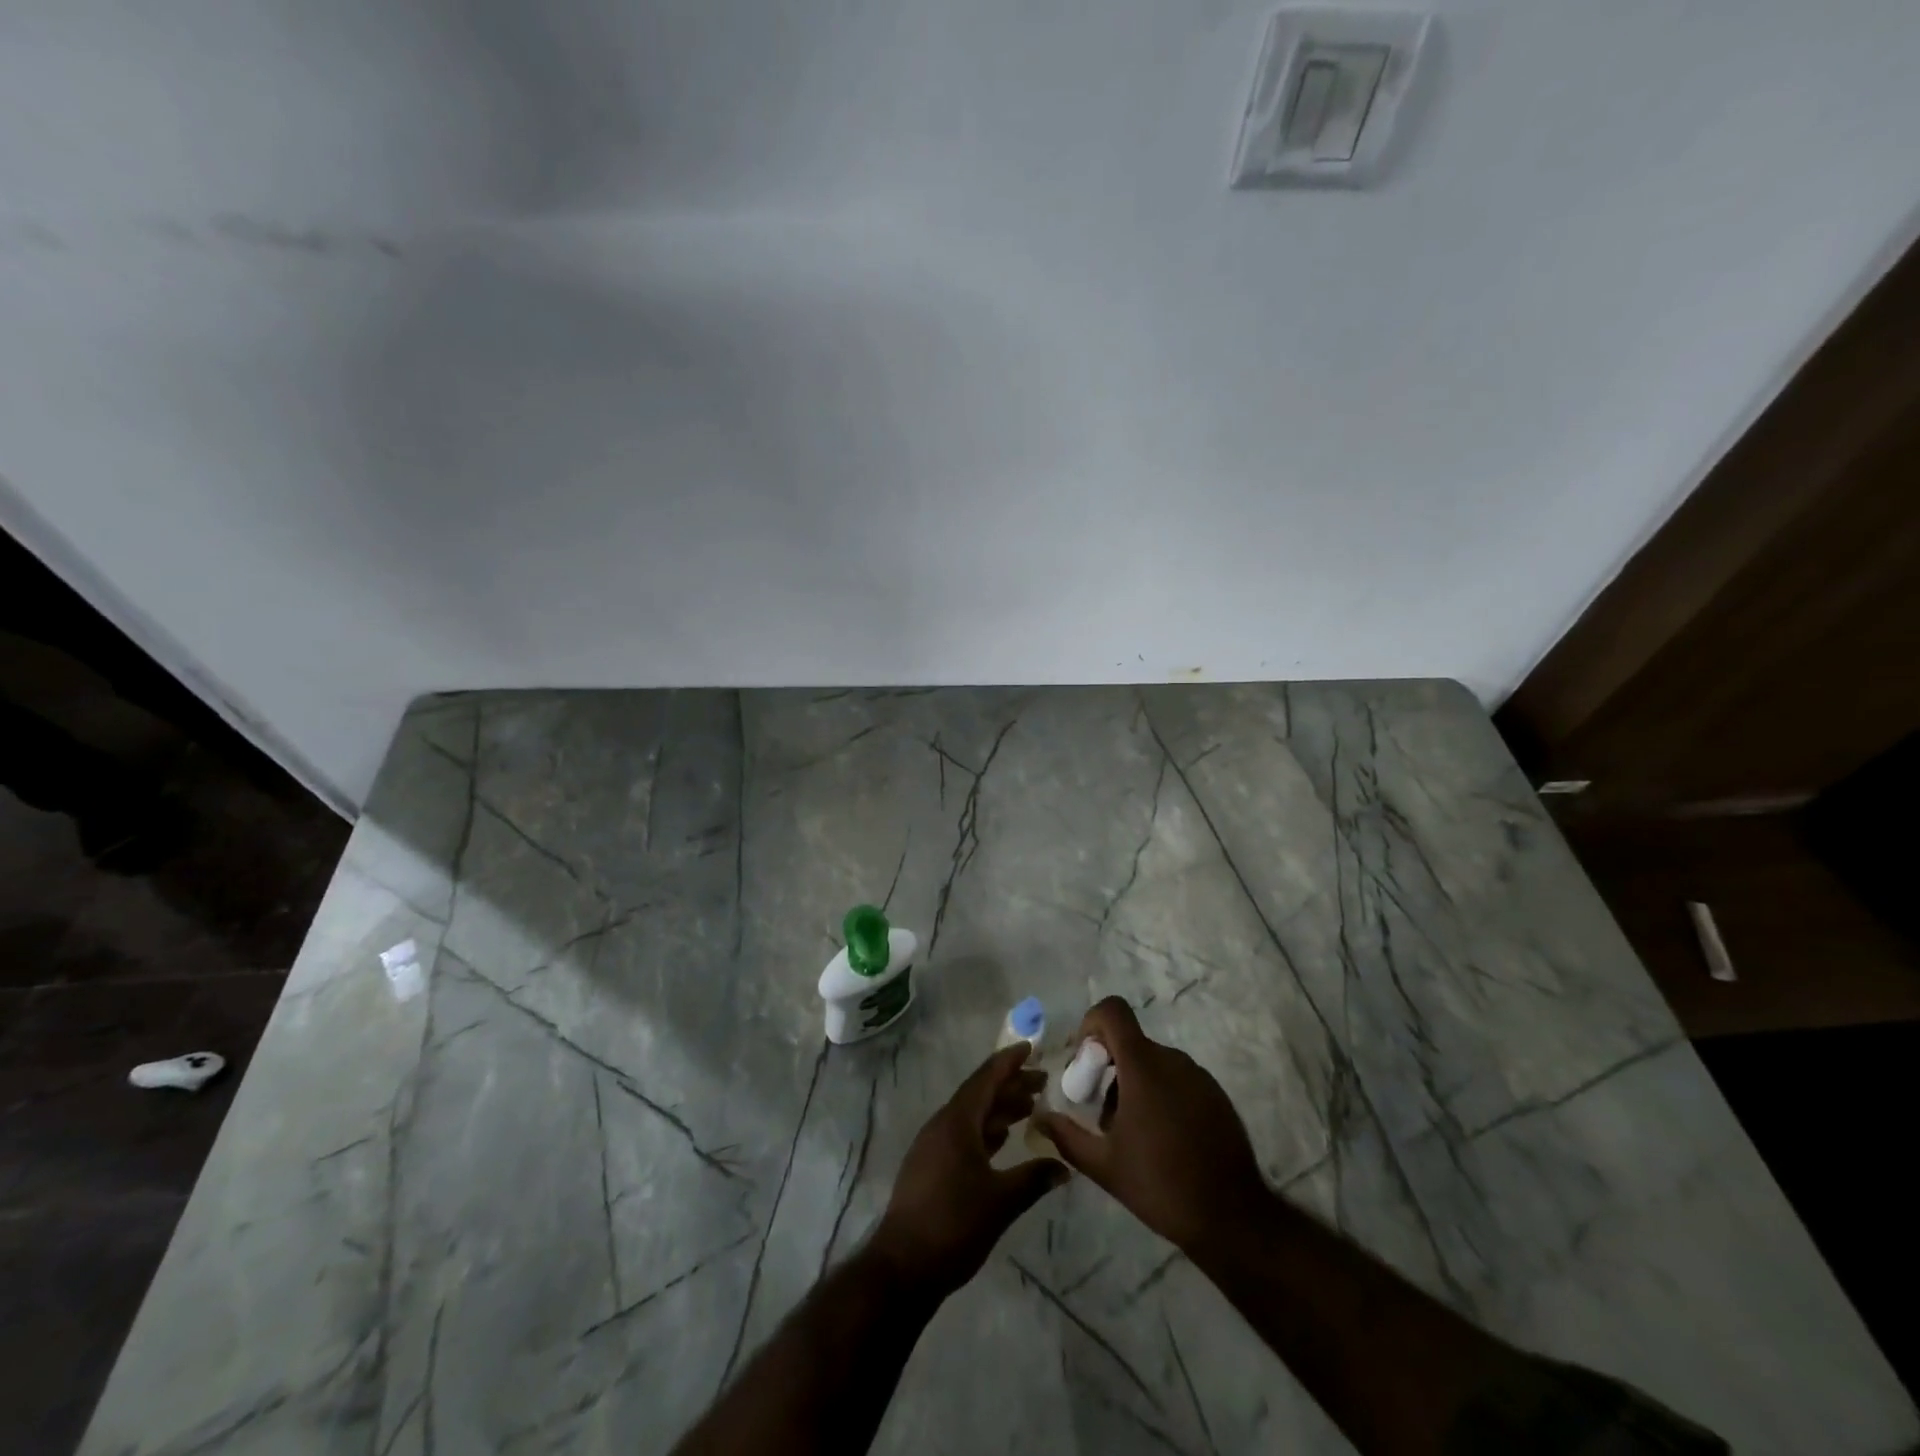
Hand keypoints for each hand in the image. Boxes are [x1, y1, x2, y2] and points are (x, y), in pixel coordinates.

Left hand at [870, 1043, 1068, 1295]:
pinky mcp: (930, 1166)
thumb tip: (1065, 1166)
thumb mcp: (1001, 1201)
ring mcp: (933, 1146)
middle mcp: (943, 1125)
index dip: (1009, 1062)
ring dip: (999, 1109)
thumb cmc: (954, 1224)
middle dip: (1010, 1086)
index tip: (1030, 1047)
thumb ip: (1033, 1178)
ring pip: (971, 1116)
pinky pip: (962, 1134)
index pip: (986, 1079)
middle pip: (980, 1095)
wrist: (903, 1266)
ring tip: (1029, 1108)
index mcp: (957, 1122)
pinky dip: (985, 1131)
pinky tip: (1002, 1139)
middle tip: (1042, 1082)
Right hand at [1032, 997, 1267, 1251]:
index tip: (1085, 1062)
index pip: (1113, 1011)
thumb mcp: (1104, 1165)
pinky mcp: (1216, 1095)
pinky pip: (1177, 1079)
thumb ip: (1067, 1136)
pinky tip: (1160, 1139)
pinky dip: (1159, 1094)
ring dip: (1133, 1083)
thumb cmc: (1161, 1185)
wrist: (1233, 1217)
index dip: (1091, 1024)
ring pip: (1152, 1062)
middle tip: (1100, 1111)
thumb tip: (1040, 1118)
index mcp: (1143, 1066)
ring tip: (1130, 1132)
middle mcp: (1172, 1060)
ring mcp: (1198, 1076)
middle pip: (1129, 1043)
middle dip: (1107, 1067)